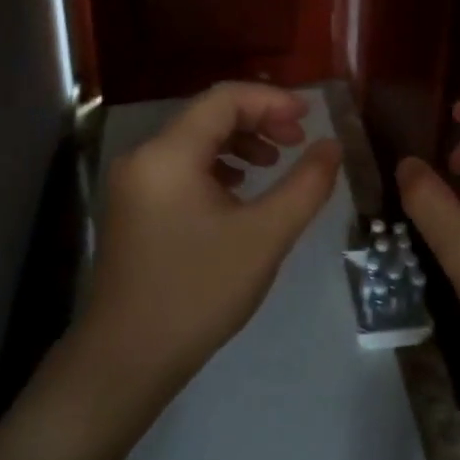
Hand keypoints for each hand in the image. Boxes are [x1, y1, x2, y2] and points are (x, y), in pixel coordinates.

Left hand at [79, 82, 341, 403]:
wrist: (127, 360)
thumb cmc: (199, 293)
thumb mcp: (265, 236)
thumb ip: (306, 185)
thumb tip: (332, 146)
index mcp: (168, 154)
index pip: (224, 99)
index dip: (271, 100)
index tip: (309, 118)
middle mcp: (143, 156)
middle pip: (208, 115)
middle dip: (258, 120)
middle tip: (298, 141)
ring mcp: (133, 182)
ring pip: (194, 140)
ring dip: (239, 142)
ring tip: (274, 163)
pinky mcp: (133, 206)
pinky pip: (181, 166)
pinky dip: (217, 165)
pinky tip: (240, 189)